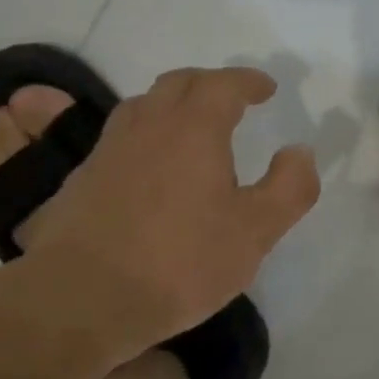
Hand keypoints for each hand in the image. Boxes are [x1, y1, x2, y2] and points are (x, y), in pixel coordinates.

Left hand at [22, 66, 320, 353]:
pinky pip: (121, 136)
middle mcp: (149, 123)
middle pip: (180, 83)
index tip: (266, 89)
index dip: (248, 81)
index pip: (224, 84)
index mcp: (194, 127)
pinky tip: (149, 165)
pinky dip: (146, 133)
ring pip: (144, 104)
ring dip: (173, 103)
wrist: (79, 297)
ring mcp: (110, 147)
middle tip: (232, 99)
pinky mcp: (83, 176)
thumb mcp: (254, 232)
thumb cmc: (178, 261)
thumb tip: (300, 151)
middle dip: (211, 83)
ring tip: (190, 125)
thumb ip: (289, 188)